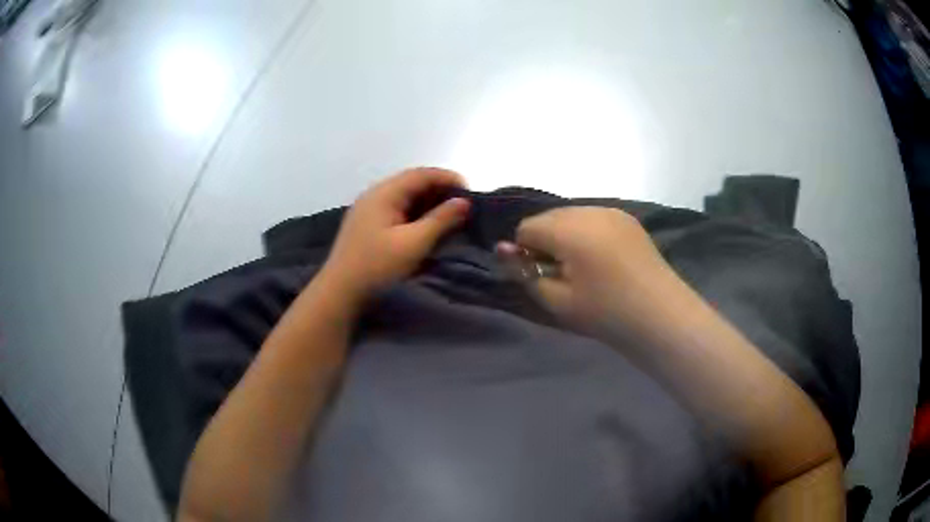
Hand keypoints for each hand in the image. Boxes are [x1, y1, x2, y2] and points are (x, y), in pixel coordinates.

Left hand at [322, 167, 470, 297]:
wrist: (340, 292)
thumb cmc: (377, 266)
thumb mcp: (414, 243)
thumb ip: (441, 220)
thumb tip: (463, 202)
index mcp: (384, 193)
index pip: (421, 174)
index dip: (448, 178)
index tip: (470, 192)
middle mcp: (375, 195)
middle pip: (412, 182)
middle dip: (439, 190)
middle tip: (463, 205)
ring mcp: (368, 209)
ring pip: (404, 197)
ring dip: (428, 202)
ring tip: (450, 216)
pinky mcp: (367, 225)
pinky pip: (396, 209)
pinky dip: (415, 213)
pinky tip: (426, 226)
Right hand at [497, 207, 681, 339]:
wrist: (660, 315)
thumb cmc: (605, 313)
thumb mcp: (557, 300)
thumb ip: (524, 272)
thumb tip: (501, 249)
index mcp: (568, 228)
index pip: (526, 227)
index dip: (526, 253)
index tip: (543, 277)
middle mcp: (588, 209)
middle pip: (548, 217)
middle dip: (546, 241)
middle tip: (563, 275)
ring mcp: (611, 211)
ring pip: (571, 215)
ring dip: (567, 235)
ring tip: (585, 267)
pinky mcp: (627, 218)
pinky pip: (593, 218)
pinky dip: (588, 233)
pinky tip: (604, 259)